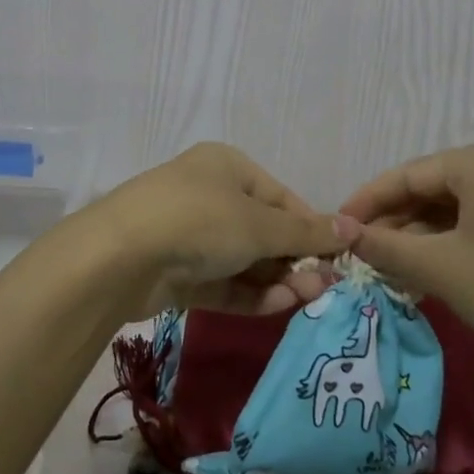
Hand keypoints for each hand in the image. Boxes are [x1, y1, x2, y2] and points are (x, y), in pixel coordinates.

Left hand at [94, 143, 348, 317]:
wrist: (120, 257)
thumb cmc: (200, 220)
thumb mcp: (260, 224)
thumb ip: (307, 232)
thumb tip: (354, 228)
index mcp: (227, 167)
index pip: (281, 197)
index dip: (311, 227)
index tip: (337, 258)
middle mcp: (208, 195)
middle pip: (263, 230)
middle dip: (294, 259)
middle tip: (324, 287)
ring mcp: (189, 236)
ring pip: (244, 260)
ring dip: (276, 280)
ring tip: (306, 299)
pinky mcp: (177, 273)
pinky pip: (222, 282)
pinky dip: (249, 294)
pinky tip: (278, 306)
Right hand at [338, 142, 473, 389]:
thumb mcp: (441, 268)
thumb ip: (385, 246)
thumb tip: (340, 231)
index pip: (407, 174)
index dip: (366, 202)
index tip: (334, 228)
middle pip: (429, 188)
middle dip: (392, 222)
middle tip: (359, 255)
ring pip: (451, 208)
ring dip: (418, 237)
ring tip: (385, 268)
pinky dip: (447, 244)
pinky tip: (424, 270)